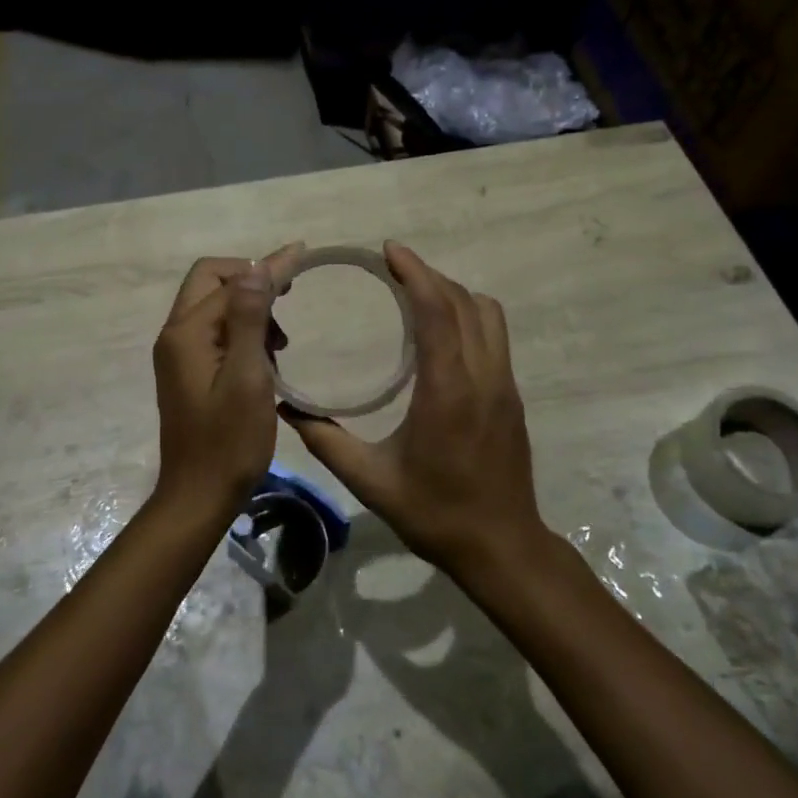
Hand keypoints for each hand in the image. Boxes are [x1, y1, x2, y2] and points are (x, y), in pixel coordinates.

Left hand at [151, 244, 302, 522]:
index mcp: (187, 333)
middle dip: (252, 281)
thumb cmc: (229, 442)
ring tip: (281, 341)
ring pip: (215, 307)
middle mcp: (176, 335)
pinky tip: (267, 357)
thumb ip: (250, 321)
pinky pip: (215, 332)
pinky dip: (242, 331)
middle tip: (289, 294)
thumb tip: (256, 268)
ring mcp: (179, 354)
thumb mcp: (247, 378)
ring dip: (250, 309)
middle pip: (211, 282)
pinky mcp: (188, 370)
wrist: (198, 496)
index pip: (229, 280)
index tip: (302, 254)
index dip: (266, 267)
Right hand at [280, 242, 545, 576]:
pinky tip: (440, 330)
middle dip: (429, 275)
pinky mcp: (512, 395)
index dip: (415, 273)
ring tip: (416, 292)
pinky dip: (467, 314)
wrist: (502, 547)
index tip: (389, 250)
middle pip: (464, 302)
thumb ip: (326, 441)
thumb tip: (286, 409)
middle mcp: (483, 377)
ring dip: (453, 292)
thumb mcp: (371, 481)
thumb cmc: (435, 513)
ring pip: (487, 314)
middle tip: (392, 266)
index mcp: (448, 391)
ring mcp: (504, 384)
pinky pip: (494, 334)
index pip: (437, 312)